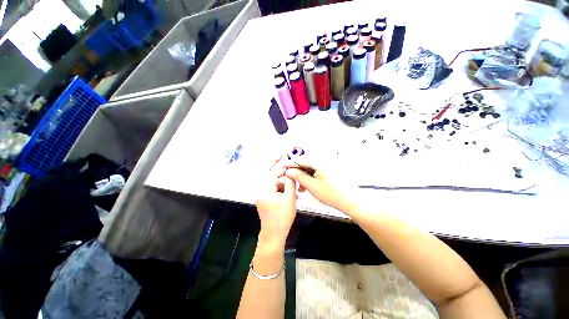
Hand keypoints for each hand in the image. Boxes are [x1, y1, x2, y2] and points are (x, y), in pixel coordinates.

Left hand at [255, 164, 296, 246]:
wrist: (273, 235)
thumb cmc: (282, 218)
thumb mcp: (289, 199)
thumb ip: (290, 184)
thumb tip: (290, 173)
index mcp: (265, 188)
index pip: (274, 172)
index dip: (282, 165)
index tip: (289, 159)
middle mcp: (261, 189)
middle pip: (270, 174)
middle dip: (277, 167)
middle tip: (281, 157)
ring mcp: (262, 194)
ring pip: (273, 181)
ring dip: (283, 180)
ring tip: (293, 184)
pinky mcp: (265, 198)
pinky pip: (274, 188)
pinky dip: (281, 187)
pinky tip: (290, 191)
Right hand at [284, 158, 356, 212]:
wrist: (353, 201)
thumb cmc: (333, 195)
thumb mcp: (312, 186)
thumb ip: (299, 177)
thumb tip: (289, 171)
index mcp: (320, 162)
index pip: (300, 160)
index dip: (290, 165)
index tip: (284, 170)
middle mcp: (324, 161)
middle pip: (306, 163)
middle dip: (298, 173)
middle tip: (294, 182)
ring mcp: (328, 165)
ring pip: (311, 168)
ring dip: (305, 176)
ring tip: (302, 188)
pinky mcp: (331, 171)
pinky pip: (317, 171)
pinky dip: (312, 178)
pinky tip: (310, 186)